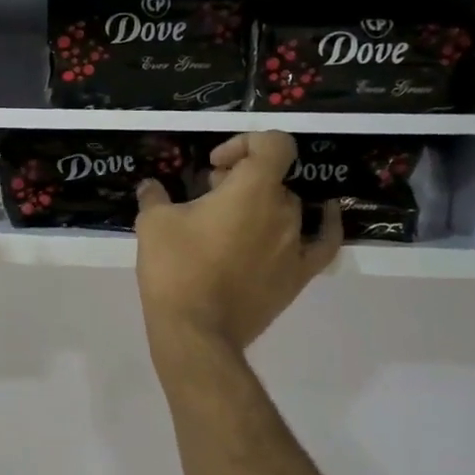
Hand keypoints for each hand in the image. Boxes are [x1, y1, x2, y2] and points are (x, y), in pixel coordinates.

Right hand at [134, 131, 341, 355]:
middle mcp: (284, 210)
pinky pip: (322, 242)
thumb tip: (151, 186)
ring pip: (287, 207)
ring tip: (231, 223)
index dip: (245, 143)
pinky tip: (323, 215)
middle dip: (240, 180)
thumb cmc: (175, 269)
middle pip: (271, 178)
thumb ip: (155, 196)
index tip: (214, 166)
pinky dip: (324, 224)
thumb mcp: (153, 223)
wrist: (196, 331)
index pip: (272, 143)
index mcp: (253, 189)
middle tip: (207, 198)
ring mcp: (296, 244)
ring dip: (261, 205)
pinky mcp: (298, 274)